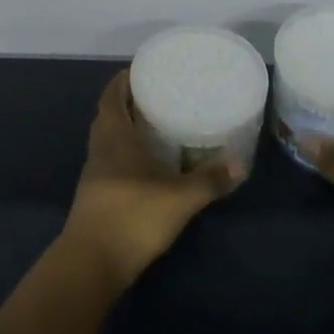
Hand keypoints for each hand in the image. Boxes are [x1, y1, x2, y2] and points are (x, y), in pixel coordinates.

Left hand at [61, 70, 244, 293]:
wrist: (92, 262)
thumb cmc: (133, 216)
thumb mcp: (180, 198)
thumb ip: (210, 180)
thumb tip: (241, 163)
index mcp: (114, 136)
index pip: (111, 97)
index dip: (122, 81)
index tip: (140, 70)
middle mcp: (100, 149)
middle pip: (107, 116)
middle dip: (126, 103)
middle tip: (153, 95)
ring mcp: (95, 174)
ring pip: (107, 140)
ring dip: (124, 129)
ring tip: (152, 125)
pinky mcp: (96, 197)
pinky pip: (109, 162)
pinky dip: (124, 154)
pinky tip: (145, 165)